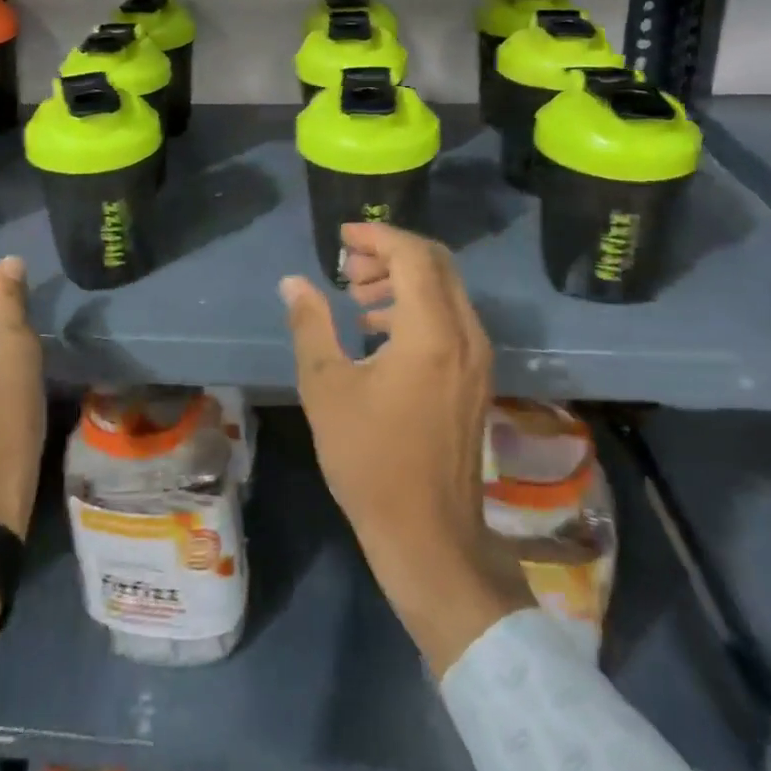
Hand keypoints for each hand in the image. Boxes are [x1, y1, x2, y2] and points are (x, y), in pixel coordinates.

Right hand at [281, 223, 532, 677]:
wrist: (429, 536)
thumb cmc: (370, 459)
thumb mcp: (326, 387)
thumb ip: (310, 325)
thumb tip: (293, 283)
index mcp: (432, 331)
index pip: (413, 254)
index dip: (377, 235)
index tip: (342, 237)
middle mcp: (465, 334)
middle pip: (435, 263)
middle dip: (390, 252)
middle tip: (347, 265)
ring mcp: (477, 357)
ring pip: (445, 289)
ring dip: (402, 278)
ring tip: (356, 295)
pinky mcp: (476, 377)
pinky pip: (450, 317)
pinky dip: (416, 305)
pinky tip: (378, 328)